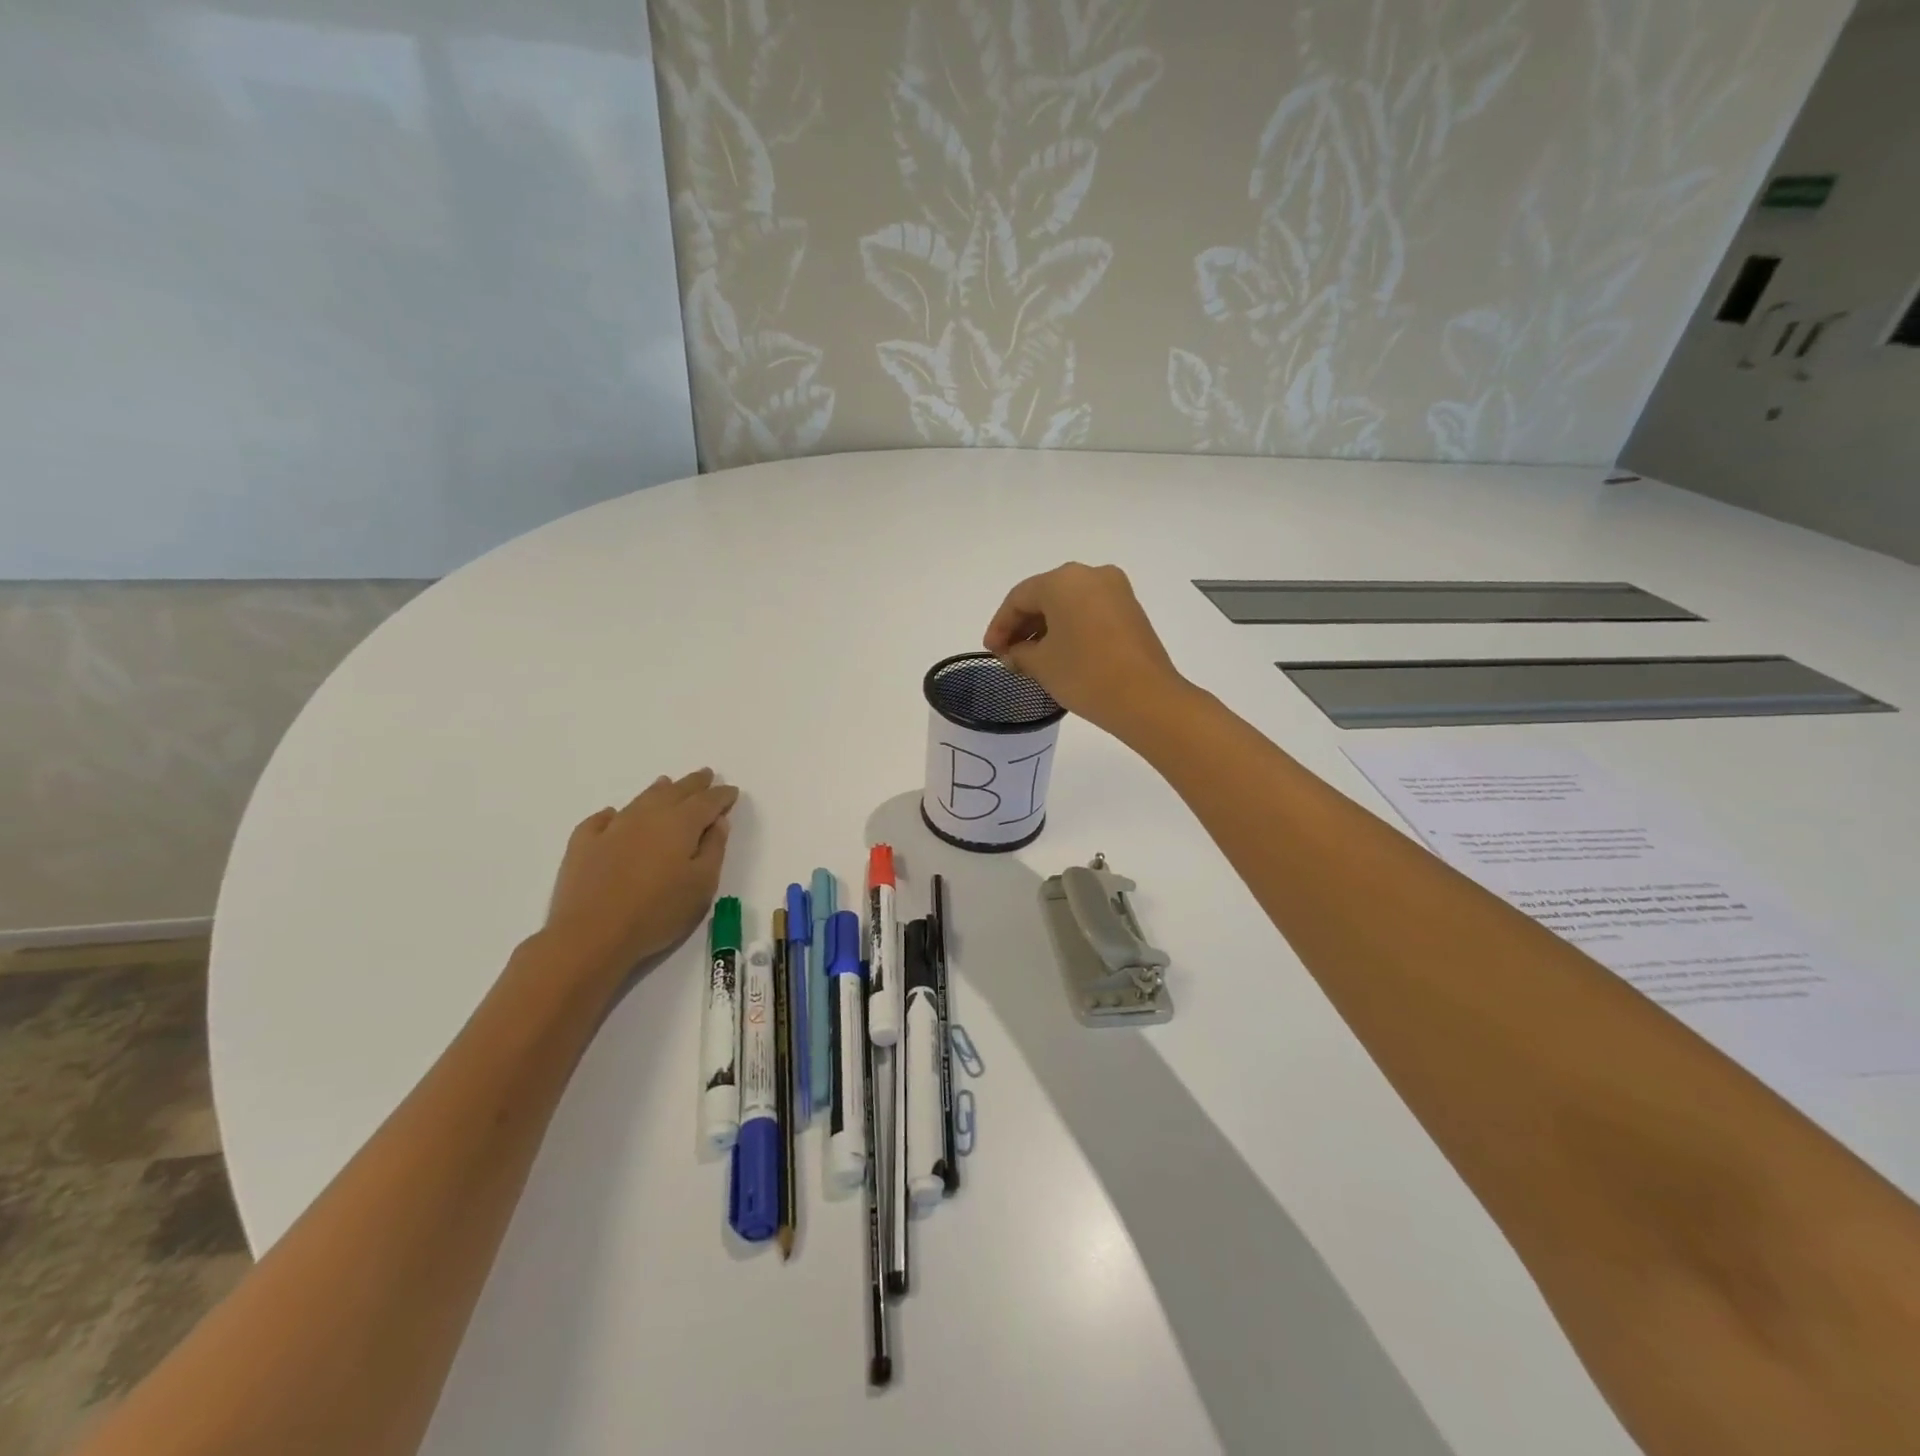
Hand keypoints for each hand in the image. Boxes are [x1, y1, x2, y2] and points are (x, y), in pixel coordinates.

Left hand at [544, 769, 738, 973]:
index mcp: (681, 824)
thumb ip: (714, 849)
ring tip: (667, 783)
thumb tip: (717, 822)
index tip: (732, 791)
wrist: (591, 934)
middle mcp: (647, 816)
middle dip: (694, 784)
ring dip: (658, 790)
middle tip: (706, 774)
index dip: (722, 795)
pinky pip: (601, 820)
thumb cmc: (657, 912)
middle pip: (675, 792)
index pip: (707, 802)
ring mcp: (612, 828)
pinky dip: (613, 814)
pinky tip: (613, 816)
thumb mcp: (702, 885)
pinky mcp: (584, 845)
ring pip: (641, 800)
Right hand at [982, 563, 1188, 737]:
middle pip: (1045, 596)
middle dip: (1023, 625)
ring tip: (1030, 658)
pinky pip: (1089, 612)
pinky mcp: (1131, 610)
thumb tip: (1015, 653)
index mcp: (1063, 580)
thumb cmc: (1085, 674)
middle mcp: (1091, 575)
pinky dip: (1070, 629)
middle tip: (1008, 655)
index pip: (1019, 598)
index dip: (1000, 626)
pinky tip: (1059, 654)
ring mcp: (1116, 591)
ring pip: (1068, 604)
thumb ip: (1019, 653)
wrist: (1146, 698)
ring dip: (1046, 628)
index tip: (992, 652)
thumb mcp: (1041, 665)